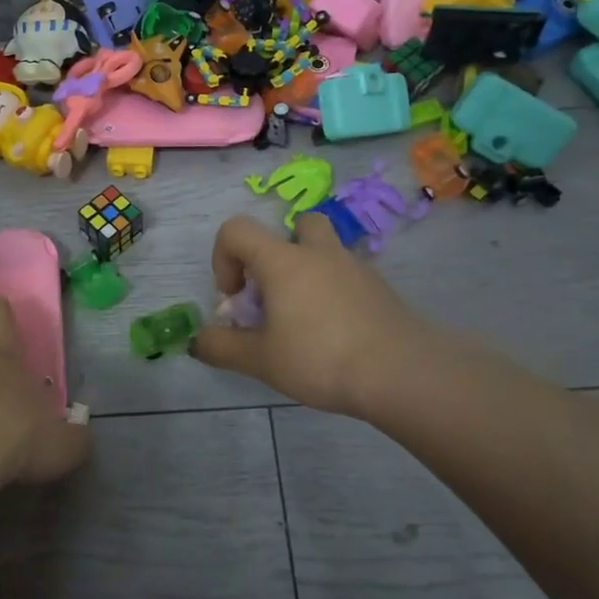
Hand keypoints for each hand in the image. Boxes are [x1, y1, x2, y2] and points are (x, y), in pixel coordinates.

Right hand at [191, 213, 427, 416]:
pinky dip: (334, 293)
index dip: (223, 258)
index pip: (236, 230)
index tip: (235, 298)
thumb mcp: (260, 360)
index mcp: (282, 261)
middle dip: (278, 252)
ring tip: (304, 320)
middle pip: (296, 225)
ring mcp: (355, 268)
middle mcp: (318, 253)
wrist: (400, 373)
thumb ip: (221, 347)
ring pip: (326, 250)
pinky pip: (348, 277)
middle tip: (275, 294)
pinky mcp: (380, 289)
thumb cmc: (319, 358)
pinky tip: (335, 335)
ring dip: (308, 272)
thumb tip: (197, 340)